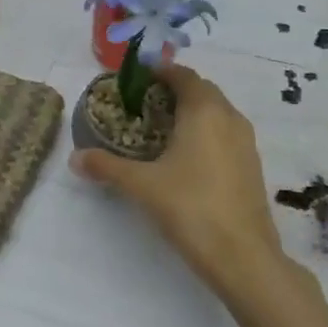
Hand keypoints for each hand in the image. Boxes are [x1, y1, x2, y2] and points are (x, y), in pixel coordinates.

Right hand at [71, 65, 298, 310]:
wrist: (242, 255)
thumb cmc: (190, 207)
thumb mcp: (141, 185)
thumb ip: (106, 167)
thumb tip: (74, 158)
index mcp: (205, 110)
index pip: (183, 75)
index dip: (160, 71)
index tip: (137, 78)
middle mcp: (230, 117)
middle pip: (202, 91)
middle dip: (175, 91)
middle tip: (144, 104)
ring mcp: (246, 142)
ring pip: (217, 113)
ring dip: (192, 113)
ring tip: (162, 130)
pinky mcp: (252, 166)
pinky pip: (226, 135)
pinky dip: (206, 134)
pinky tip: (186, 158)